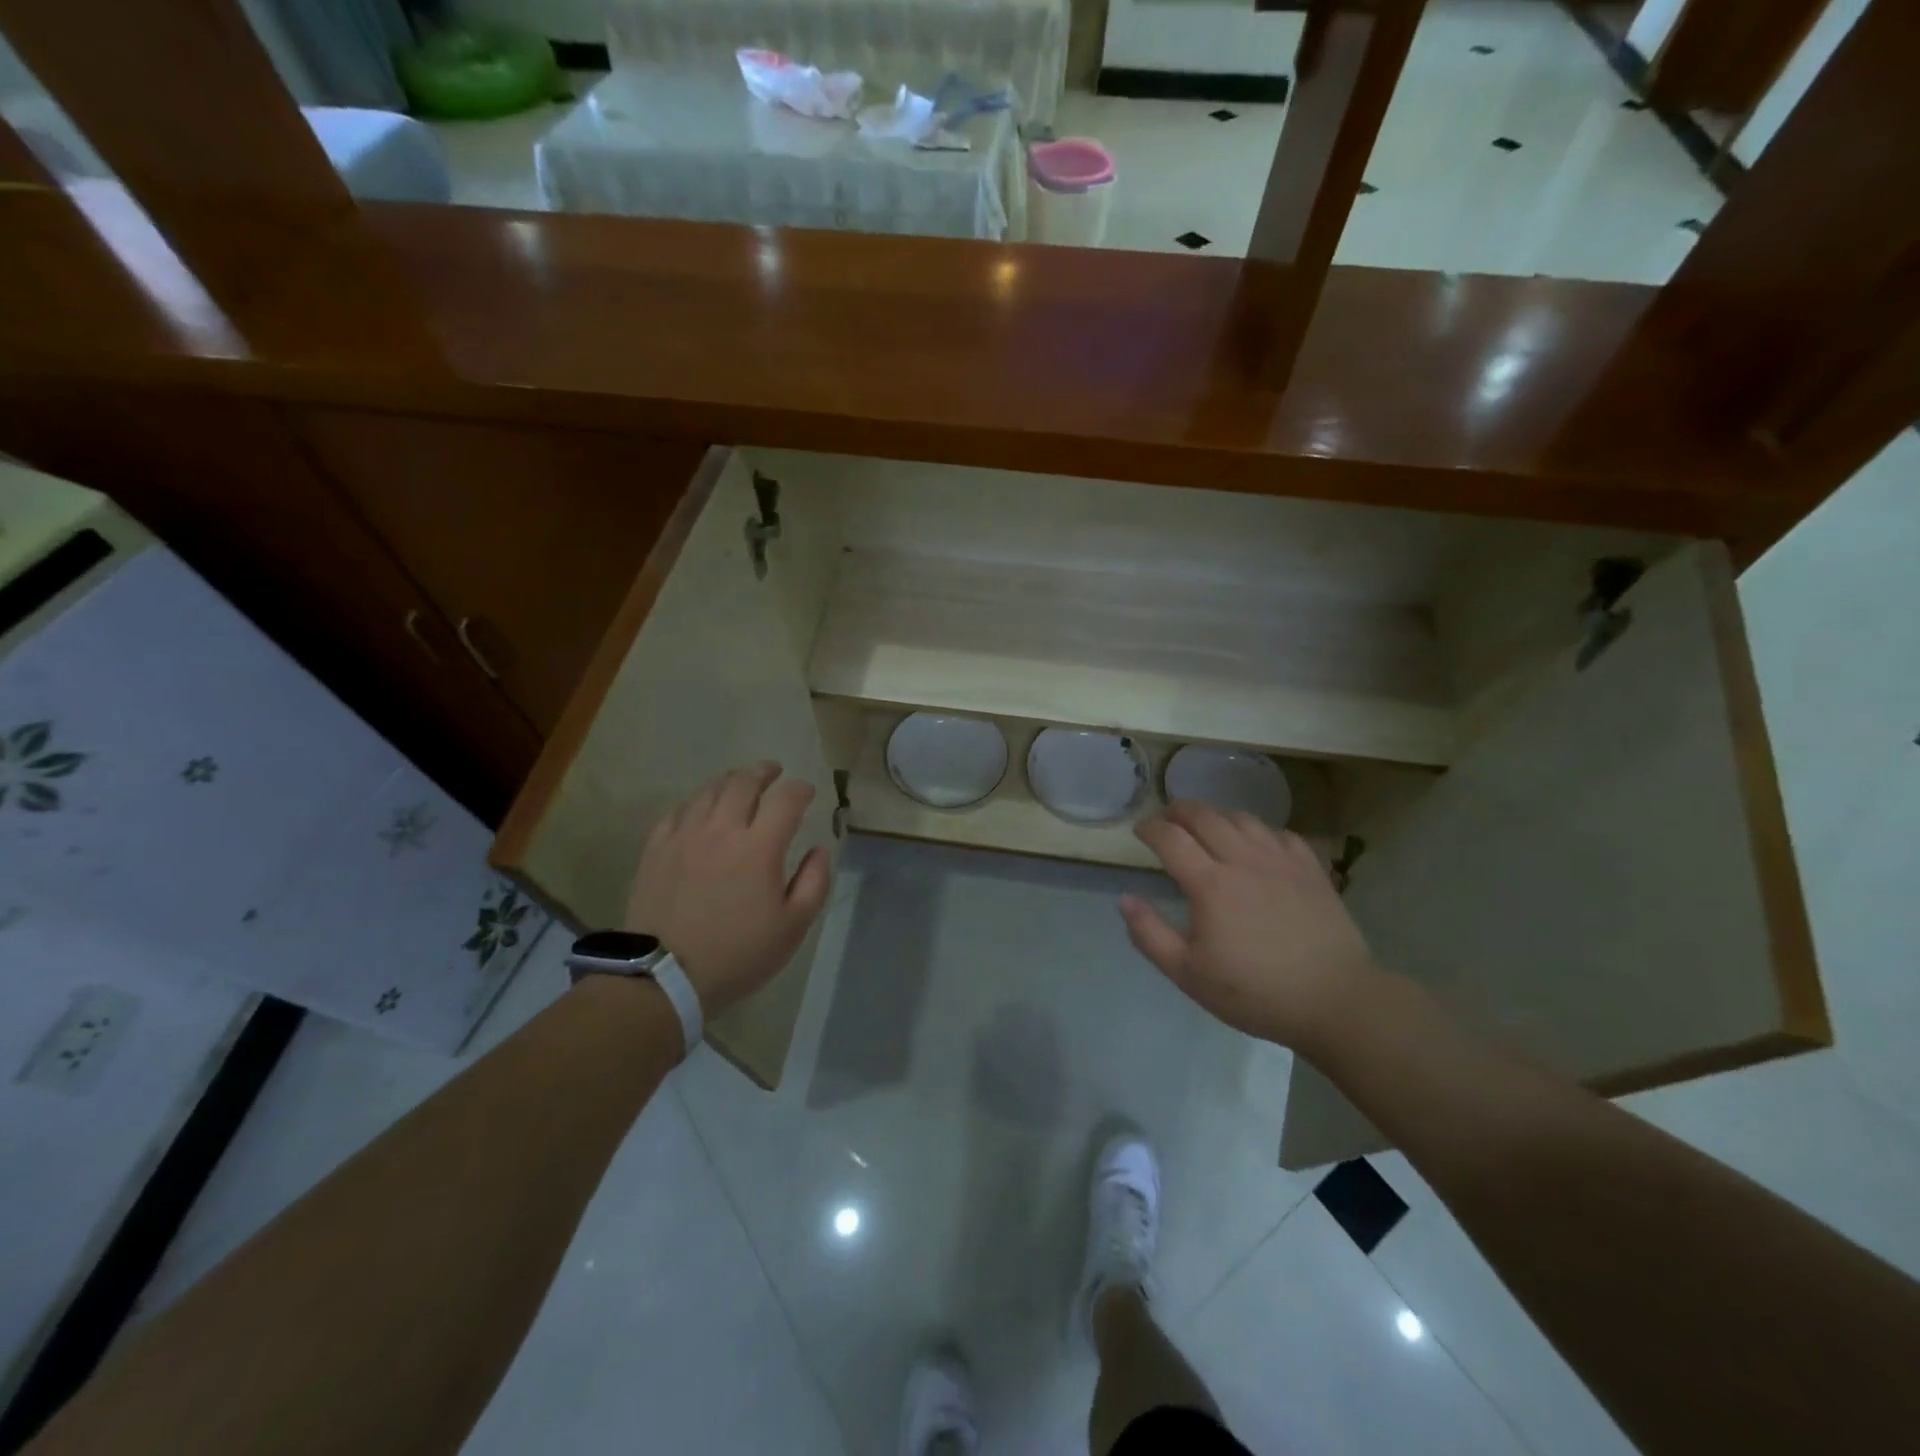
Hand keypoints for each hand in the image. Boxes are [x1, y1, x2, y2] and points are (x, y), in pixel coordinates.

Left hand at [625, 762, 831, 1017]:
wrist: (664, 977)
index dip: (800, 789)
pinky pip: (677, 810)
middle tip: (774, 772)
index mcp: (759, 847)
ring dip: (731, 780)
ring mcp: (684, 836)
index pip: (786, 799)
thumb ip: (813, 882)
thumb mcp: (793, 927)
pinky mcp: (656, 848)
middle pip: (744, 782)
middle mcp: (722, 830)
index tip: (807, 792)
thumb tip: (818, 849)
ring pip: (709, 790)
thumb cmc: (738, 954)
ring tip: (740, 782)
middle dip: (764, 772)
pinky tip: (701, 807)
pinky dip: (696, 801)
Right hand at [1120, 802, 1380, 1053]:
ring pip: (1241, 818)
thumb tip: (1125, 900)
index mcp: (1210, 884)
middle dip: (1177, 811)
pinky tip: (1255, 846)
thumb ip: (1150, 935)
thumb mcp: (1189, 974)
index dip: (1149, 828)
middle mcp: (1243, 860)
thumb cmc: (1255, 993)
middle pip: (1204, 816)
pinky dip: (1258, 831)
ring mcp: (1281, 861)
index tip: (1139, 832)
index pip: (1170, 838)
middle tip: (1165, 820)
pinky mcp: (1310, 869)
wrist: (1335, 1001)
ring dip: (1215, 816)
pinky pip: (1279, 833)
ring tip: (1206, 828)